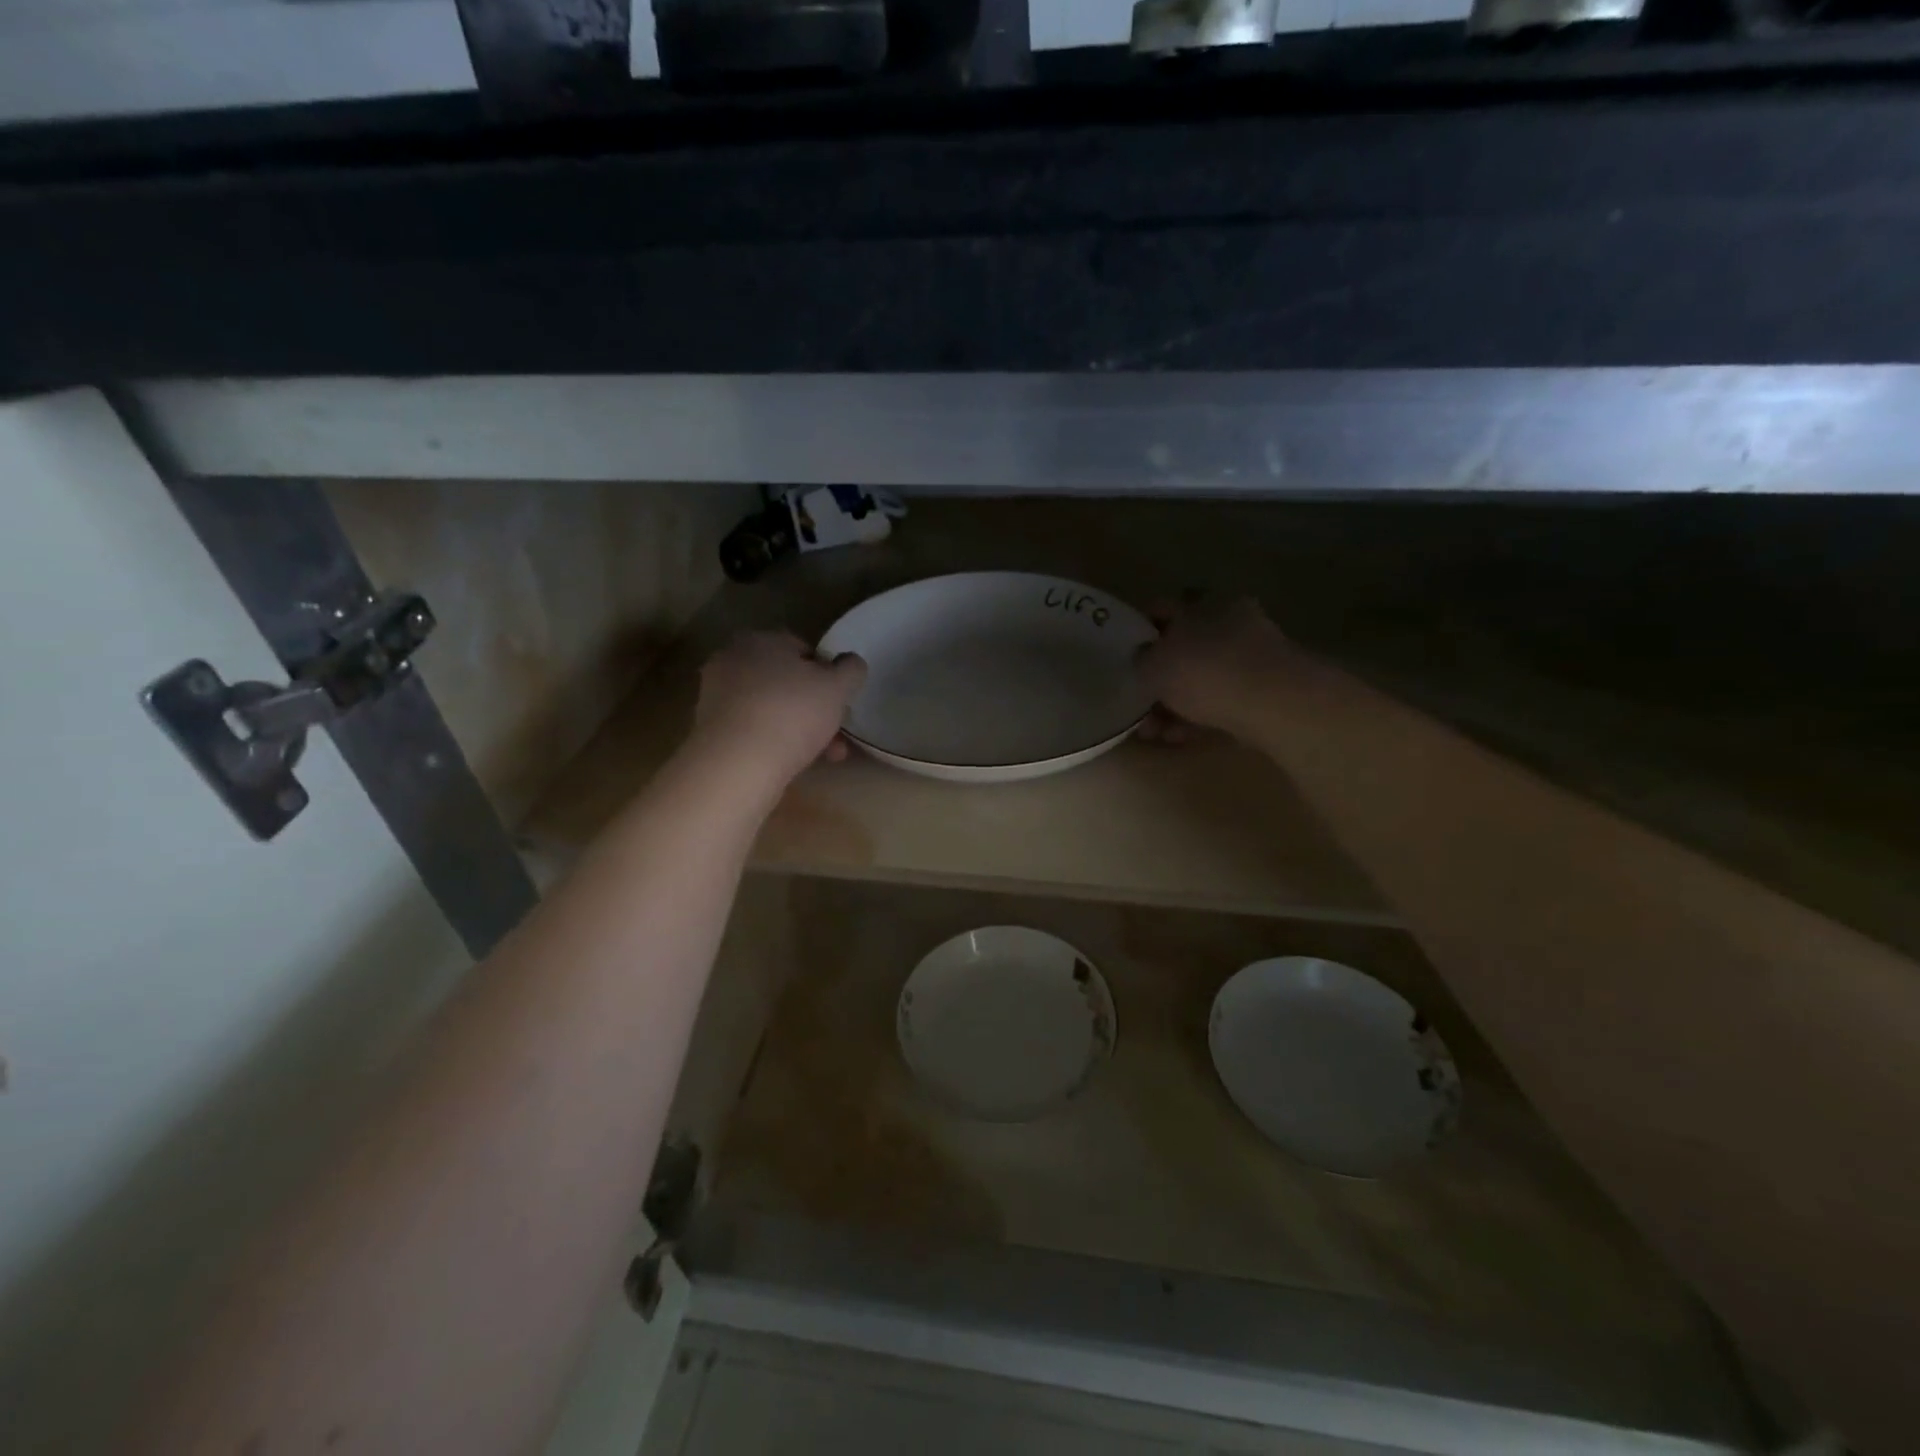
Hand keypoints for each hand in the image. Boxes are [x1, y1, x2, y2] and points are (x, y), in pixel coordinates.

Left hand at [693, 631, 866, 787]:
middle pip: (786, 682)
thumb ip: (850, 670)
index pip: (802, 648)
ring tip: (826, 757)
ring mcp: (716, 696)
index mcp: (760, 639)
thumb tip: (851, 663)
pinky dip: (774, 741)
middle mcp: (732, 660)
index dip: (828, 674)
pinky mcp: (709, 729)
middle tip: (837, 734)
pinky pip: (753, 729)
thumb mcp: (837, 687)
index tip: (841, 700)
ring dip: (800, 729)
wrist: (736, 764)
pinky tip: (793, 762)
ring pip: (771, 708)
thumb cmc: (791, 713)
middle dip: (816, 708)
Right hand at [1135, 598, 1315, 739]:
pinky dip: (1199, 717)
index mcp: (1200, 603)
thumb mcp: (1153, 665)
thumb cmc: (1204, 671)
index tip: (1125, 654)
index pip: (1162, 608)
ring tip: (1154, 731)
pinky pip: (1221, 700)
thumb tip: (1142, 660)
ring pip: (1202, 679)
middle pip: (1184, 647)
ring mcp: (1250, 656)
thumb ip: (1141, 661)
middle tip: (1139, 702)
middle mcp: (1228, 621)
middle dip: (1159, 677)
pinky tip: (1180, 737)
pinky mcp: (1265, 689)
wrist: (1271, 702)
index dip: (1140, 629)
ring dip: (1176, 703)